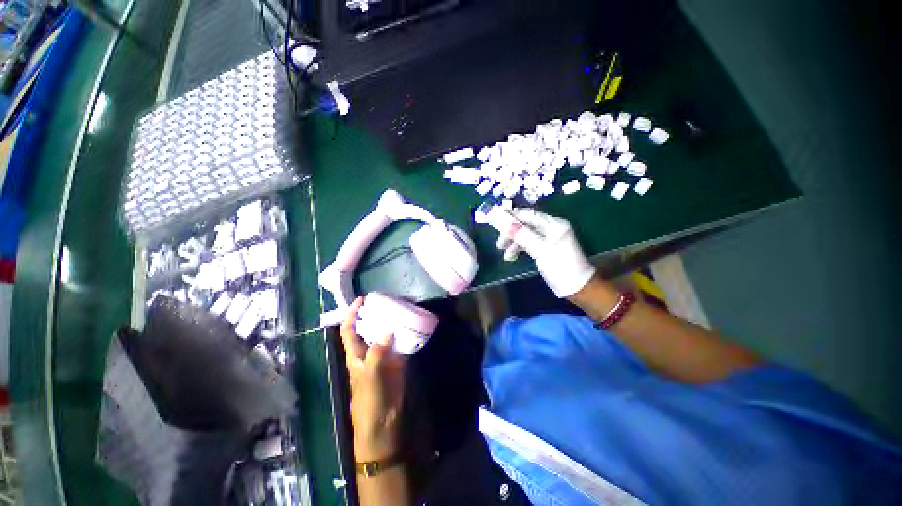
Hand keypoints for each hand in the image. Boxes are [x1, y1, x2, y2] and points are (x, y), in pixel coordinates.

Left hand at [341, 297, 406, 460]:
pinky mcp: (398, 361)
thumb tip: (388, 330)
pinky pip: (402, 343)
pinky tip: (413, 326)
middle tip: (389, 300)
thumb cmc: (369, 400)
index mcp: (356, 354)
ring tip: (403, 309)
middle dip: (377, 314)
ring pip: (387, 334)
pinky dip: (406, 335)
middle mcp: (369, 351)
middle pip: (370, 328)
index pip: (350, 330)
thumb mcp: (370, 376)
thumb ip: (377, 352)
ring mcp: (384, 355)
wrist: (383, 420)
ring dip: (393, 322)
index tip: (362, 299)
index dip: (353, 314)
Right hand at [496, 208, 596, 297]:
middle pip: (526, 224)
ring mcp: (549, 238)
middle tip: (500, 242)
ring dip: (514, 242)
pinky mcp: (545, 247)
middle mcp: (551, 227)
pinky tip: (511, 256)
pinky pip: (529, 242)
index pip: (529, 214)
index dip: (512, 215)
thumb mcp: (541, 251)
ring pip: (526, 234)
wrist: (576, 288)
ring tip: (504, 253)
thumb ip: (523, 235)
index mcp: (554, 224)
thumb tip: (506, 223)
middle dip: (511, 231)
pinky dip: (520, 248)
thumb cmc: (560, 267)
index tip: (496, 219)